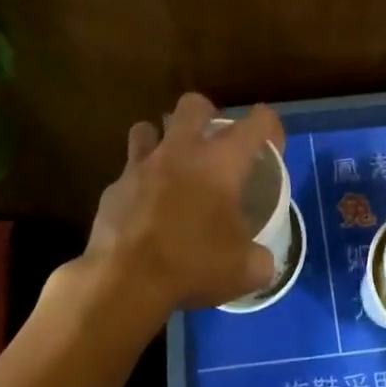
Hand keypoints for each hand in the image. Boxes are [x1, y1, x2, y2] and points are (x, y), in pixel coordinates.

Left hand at [75, 92, 285, 322]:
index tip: (272, 149)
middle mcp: (181, 151)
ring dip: (161, 140)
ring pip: (147, 128)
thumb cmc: (193, 265)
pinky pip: (127, 172)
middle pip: (194, 104)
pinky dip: (138, 183)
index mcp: (222, 162)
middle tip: (214, 145)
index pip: (258, 122)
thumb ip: (260, 258)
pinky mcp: (113, 187)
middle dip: (207, 115)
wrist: (123, 282)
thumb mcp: (245, 270)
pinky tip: (144, 208)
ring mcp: (141, 166)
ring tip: (171, 166)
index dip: (271, 129)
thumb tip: (262, 260)